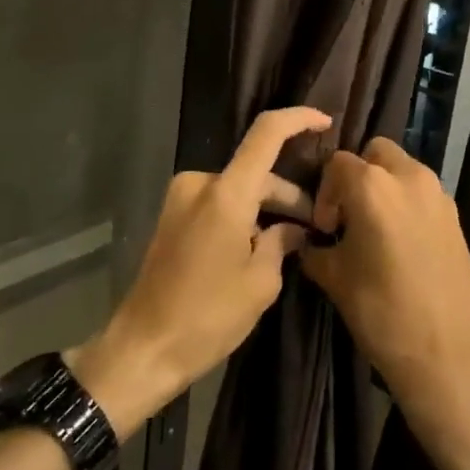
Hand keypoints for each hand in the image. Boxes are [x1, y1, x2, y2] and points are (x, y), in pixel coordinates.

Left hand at [68, 107, 330, 439]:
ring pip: (238, 190)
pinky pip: (218, 203)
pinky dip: (242, 216)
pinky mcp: (172, 216)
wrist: (143, 349)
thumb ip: (282, 243)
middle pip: (256, 172)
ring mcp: (181, 198)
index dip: (299, 119)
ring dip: (265, 209)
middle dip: (289, 195)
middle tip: (318, 227)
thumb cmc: (207, 317)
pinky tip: (259, 247)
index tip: (326, 123)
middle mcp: (200, 184)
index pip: (267, 133)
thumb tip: (294, 229)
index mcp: (226, 192)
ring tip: (292, 243)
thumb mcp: (260, 283)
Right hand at [299, 137, 469, 469]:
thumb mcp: (335, 279)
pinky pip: (422, 192)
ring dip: (383, 186)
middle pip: (375, 153)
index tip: (323, 228)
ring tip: (373, 230)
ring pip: (402, 169)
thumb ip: (316, 249)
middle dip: (356, 175)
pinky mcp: (456, 216)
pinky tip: (400, 244)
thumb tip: (310, 242)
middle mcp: (408, 177)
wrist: (448, 355)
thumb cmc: (383, 313)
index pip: (336, 164)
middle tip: (348, 216)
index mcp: (372, 186)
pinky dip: (406, 202)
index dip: (324, 192)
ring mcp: (438, 194)